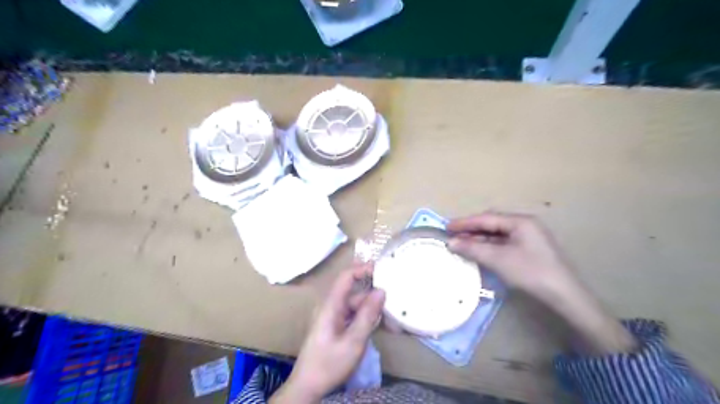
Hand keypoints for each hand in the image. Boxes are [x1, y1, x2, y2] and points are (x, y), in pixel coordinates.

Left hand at [269, 265, 385, 403]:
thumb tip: (381, 291)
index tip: (383, 269)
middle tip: (394, 300)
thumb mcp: (353, 342)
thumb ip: (367, 315)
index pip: (346, 277)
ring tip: (391, 317)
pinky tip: (378, 326)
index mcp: (331, 305)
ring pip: (355, 305)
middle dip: (373, 295)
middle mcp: (331, 306)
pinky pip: (352, 316)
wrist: (307, 387)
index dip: (363, 269)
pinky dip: (365, 318)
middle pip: (354, 293)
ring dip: (371, 309)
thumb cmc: (329, 364)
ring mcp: (332, 317)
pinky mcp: (335, 326)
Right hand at [449, 212, 637, 353]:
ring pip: (498, 234)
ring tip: (461, 244)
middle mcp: (525, 225)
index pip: (486, 218)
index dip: (465, 222)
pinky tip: (479, 252)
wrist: (564, 296)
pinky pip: (504, 243)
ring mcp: (529, 237)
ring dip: (479, 239)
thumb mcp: (498, 259)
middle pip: (492, 224)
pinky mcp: (530, 250)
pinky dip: (489, 247)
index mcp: (520, 221)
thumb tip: (451, 243)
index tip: (446, 226)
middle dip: (471, 230)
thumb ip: (473, 248)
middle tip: (453, 235)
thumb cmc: (531, 272)